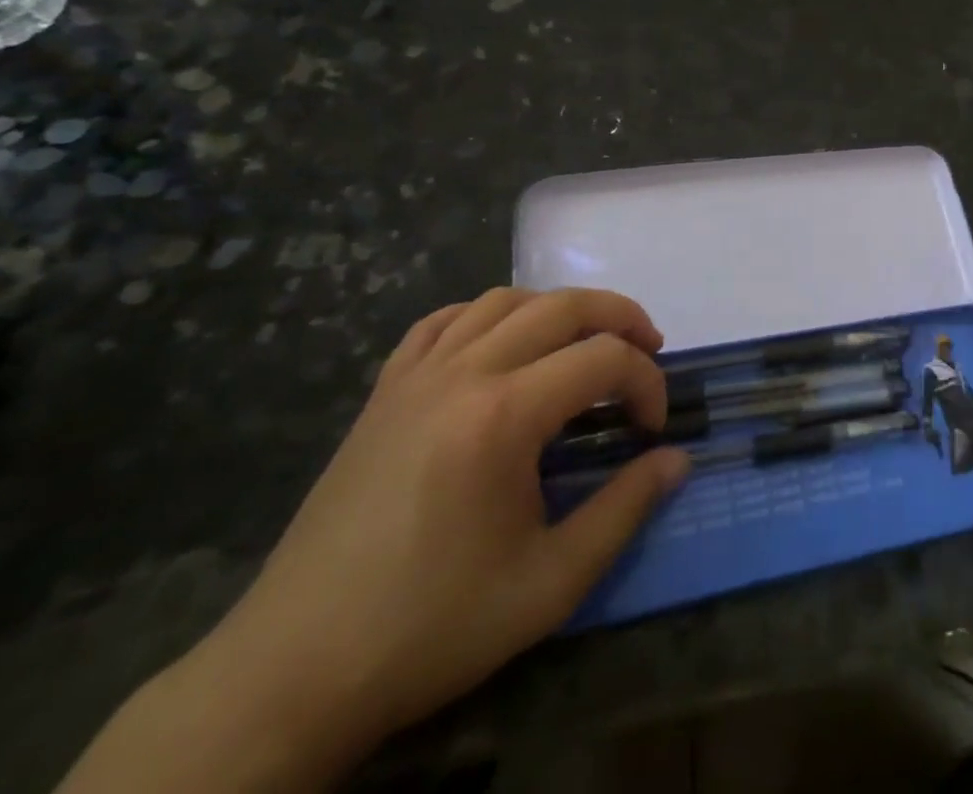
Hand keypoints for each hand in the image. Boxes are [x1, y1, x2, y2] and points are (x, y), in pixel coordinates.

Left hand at [187, 288, 688, 770]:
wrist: (295, 672)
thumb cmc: (432, 626)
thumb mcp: (550, 583)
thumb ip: (625, 509)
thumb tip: (678, 459)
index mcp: (505, 414)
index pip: (604, 359)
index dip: (646, 383)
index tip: (654, 429)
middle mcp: (463, 373)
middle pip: (562, 306)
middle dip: (619, 317)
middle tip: (648, 349)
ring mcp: (416, 377)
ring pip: (504, 300)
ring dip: (557, 309)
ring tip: (582, 343)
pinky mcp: (383, 393)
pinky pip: (442, 321)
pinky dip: (486, 316)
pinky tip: (500, 346)